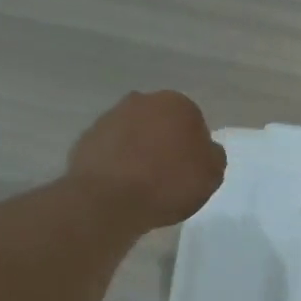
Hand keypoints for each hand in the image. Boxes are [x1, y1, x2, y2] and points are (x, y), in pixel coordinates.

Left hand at [66, 91, 225, 230]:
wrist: (109, 200)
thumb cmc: (168, 183)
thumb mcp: (212, 175)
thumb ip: (213, 156)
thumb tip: (205, 149)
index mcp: (177, 104)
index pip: (193, 122)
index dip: (194, 148)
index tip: (190, 170)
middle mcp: (142, 101)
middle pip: (161, 124)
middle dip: (164, 143)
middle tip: (167, 175)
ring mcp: (110, 117)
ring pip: (134, 134)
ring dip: (139, 151)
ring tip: (142, 184)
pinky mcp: (86, 138)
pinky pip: (111, 150)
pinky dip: (117, 163)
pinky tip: (121, 186)